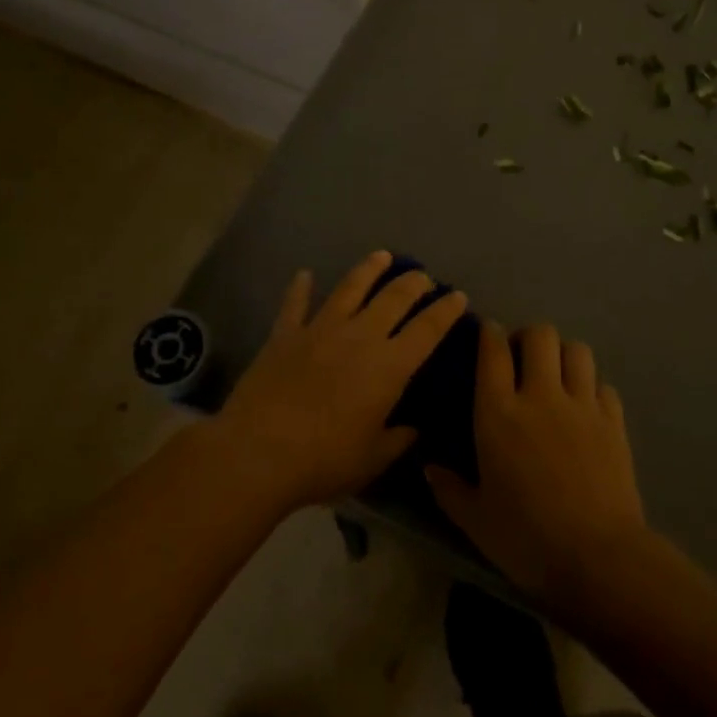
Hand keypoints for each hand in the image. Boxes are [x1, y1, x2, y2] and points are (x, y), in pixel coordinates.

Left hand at [210, 252, 467, 511]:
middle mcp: (360, 336)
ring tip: (382, 256)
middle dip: (414, 283)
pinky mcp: (285, 334)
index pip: (428, 329)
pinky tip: (305, 275)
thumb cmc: (324, 460)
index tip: (458, 296)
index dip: (446, 310)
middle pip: (394, 298)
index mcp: (389, 366)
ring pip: (350, 287)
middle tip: (423, 277)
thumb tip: (413, 428)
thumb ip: (398, 439)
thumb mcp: (373, 459)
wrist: (258, 452)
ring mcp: (320, 329)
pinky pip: (295, 303)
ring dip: (369, 269)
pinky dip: (300, 288)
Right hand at [426, 322, 648, 605]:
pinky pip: (602, 384)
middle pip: (540, 335)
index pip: (493, 351)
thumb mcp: (475, 520)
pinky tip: (585, 407)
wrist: (598, 558)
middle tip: (522, 358)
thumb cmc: (526, 539)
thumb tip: (429, 468)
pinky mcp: (614, 421)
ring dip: (563, 354)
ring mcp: (582, 405)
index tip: (488, 334)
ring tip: (556, 375)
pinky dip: (591, 386)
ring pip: (576, 349)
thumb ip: (449, 489)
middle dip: (528, 337)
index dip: (490, 333)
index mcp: (499, 413)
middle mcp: (541, 395)